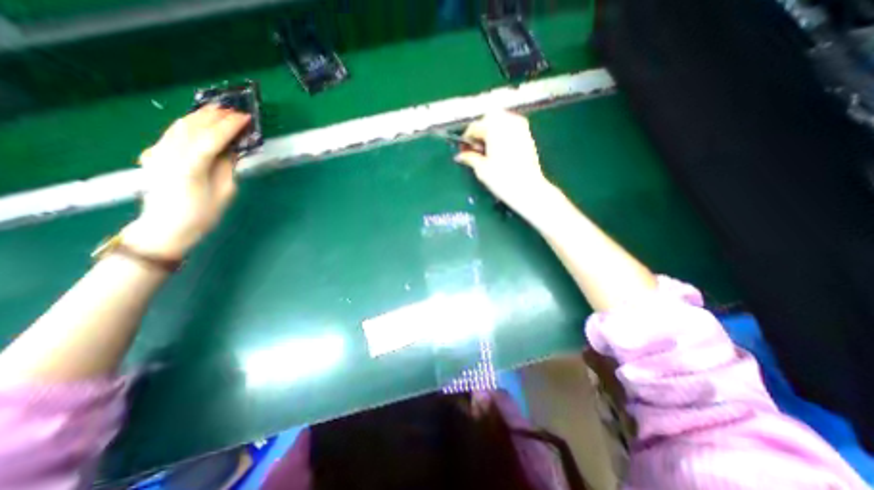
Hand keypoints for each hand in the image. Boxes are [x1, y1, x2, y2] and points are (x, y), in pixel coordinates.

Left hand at [121, 105, 248, 257]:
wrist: (166, 227)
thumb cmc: (203, 214)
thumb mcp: (225, 191)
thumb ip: (227, 166)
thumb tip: (231, 149)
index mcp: (190, 165)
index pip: (211, 137)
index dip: (230, 126)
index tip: (246, 118)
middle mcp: (169, 153)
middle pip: (193, 126)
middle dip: (215, 116)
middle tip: (236, 111)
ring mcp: (158, 152)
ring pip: (180, 126)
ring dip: (201, 116)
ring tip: (220, 112)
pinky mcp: (155, 154)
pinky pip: (173, 133)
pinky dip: (190, 124)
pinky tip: (201, 123)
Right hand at [458, 112, 551, 217]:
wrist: (527, 189)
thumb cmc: (502, 179)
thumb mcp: (481, 169)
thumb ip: (469, 158)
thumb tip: (460, 156)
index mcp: (494, 128)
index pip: (475, 127)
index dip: (466, 138)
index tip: (463, 150)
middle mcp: (508, 122)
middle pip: (489, 118)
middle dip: (480, 130)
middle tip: (476, 147)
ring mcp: (520, 127)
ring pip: (501, 119)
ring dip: (492, 130)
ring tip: (487, 148)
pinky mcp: (527, 135)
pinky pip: (511, 126)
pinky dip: (503, 133)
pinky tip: (499, 148)